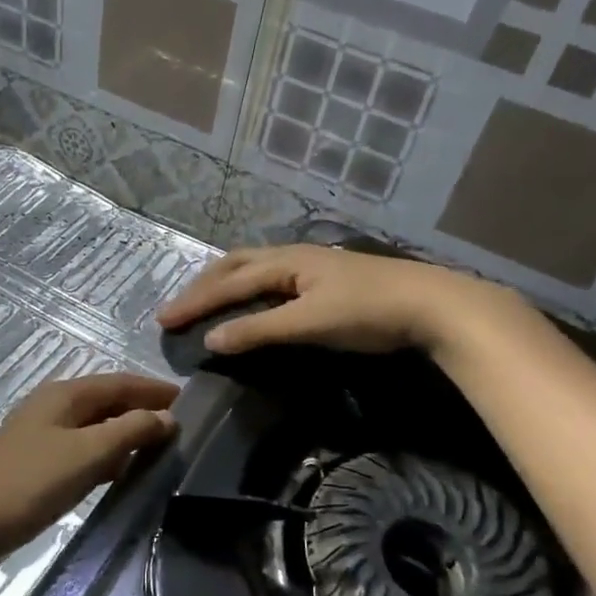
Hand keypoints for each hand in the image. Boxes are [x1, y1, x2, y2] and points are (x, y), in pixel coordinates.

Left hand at [0, 372, 178, 565]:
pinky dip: (105, 454)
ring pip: (95, 425)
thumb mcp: (88, 455)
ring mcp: (42, 433)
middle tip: (179, 429)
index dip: (154, 390)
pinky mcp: (36, 461)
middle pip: (107, 400)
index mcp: (65, 394)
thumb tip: (166, 417)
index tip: (190, 401)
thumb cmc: (31, 483)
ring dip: (125, 434)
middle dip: (141, 410)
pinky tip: (119, 473)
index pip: (120, 382)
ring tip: (158, 450)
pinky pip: (82, 448)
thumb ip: (130, 431)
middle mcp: (53, 405)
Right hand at [156, 244, 523, 356]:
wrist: (432, 305)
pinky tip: (254, 301)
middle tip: (179, 307)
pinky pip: (273, 278)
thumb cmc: (367, 311)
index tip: (163, 321)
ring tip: (206, 299)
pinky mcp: (327, 280)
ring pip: (256, 268)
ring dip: (226, 283)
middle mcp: (293, 256)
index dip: (194, 302)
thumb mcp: (308, 322)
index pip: (228, 282)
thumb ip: (259, 330)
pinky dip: (250, 289)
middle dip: (204, 286)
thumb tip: (210, 340)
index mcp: (285, 261)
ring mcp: (313, 266)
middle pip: (237, 265)